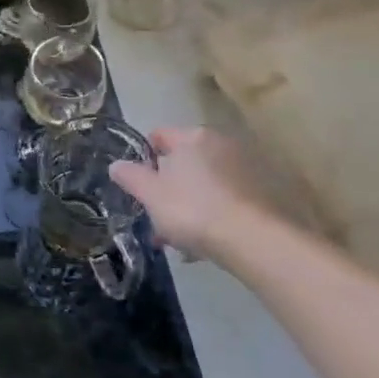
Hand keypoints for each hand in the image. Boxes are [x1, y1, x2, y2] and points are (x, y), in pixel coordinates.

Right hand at [110, 127, 275, 259]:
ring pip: (203, 184)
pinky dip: (211, 214)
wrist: (253, 240)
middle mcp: (221, 144)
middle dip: (166, 188)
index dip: (143, 157)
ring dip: (187, 204)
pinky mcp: (262, 194)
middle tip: (154, 216)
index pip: (159, 135)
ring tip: (177, 239)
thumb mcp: (150, 194)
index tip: (137, 183)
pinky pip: (224, 199)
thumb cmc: (193, 209)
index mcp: (192, 137)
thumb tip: (116, 165)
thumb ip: (130, 176)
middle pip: (183, 162)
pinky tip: (203, 242)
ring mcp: (245, 169)